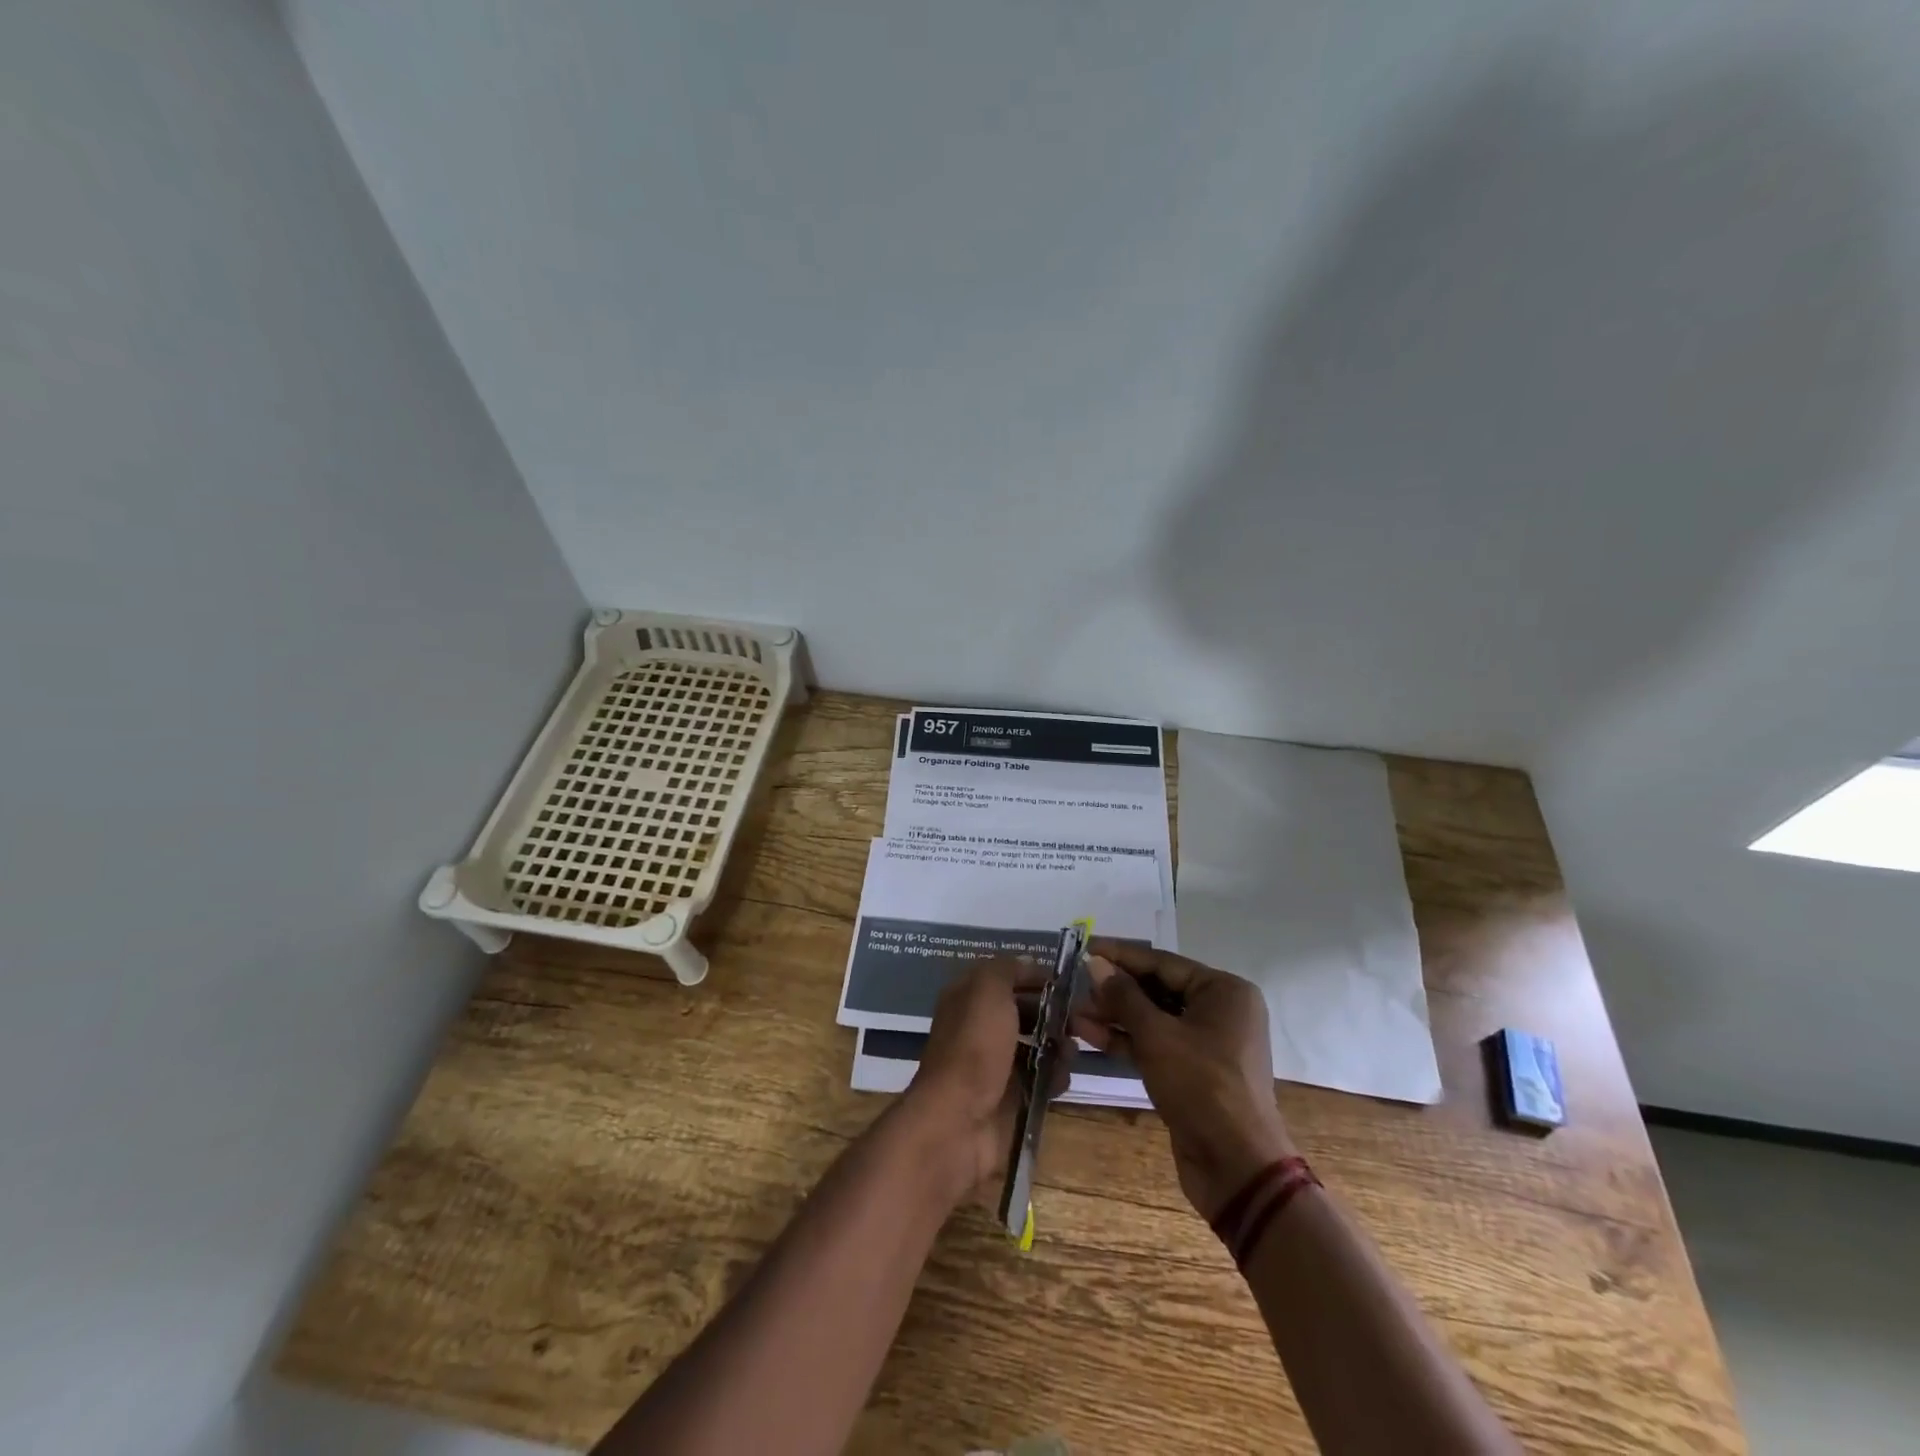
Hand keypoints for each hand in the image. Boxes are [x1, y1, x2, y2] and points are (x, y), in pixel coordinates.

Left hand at [900, 959, 1052, 1205]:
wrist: (959, 1121)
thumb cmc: (974, 1047)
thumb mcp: (987, 990)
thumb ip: (1007, 970)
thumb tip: (1028, 963)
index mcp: (968, 998)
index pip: (1005, 977)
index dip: (1033, 975)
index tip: (1065, 981)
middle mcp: (979, 1028)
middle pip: (1023, 1011)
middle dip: (1053, 1012)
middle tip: (1079, 1019)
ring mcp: (994, 1064)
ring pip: (1036, 1045)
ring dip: (1058, 1045)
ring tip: (1071, 1051)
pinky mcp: (1010, 1097)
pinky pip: (1039, 1079)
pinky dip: (1054, 1076)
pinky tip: (1061, 1077)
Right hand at [1073, 939, 1297, 1220]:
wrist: (1236, 1166)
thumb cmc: (1201, 1085)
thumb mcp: (1157, 1035)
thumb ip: (1124, 996)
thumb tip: (1094, 963)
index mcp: (1224, 990)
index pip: (1162, 962)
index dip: (1120, 956)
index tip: (1084, 948)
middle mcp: (1220, 1011)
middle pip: (1157, 990)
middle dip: (1115, 990)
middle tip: (1075, 985)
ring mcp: (1207, 1044)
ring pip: (1154, 1019)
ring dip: (1115, 1017)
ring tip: (1074, 1013)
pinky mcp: (1193, 1072)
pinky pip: (1157, 1045)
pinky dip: (1128, 1041)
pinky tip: (1090, 1036)